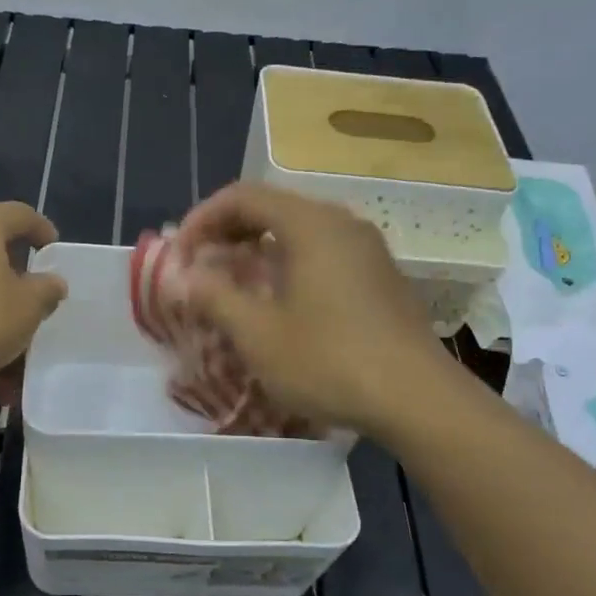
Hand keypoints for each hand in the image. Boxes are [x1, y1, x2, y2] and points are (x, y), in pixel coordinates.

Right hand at [174, 183, 451, 435]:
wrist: (417, 398)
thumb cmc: (329, 361)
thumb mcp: (258, 334)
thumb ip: (214, 297)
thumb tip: (185, 277)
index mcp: (309, 224)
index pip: (242, 197)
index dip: (201, 220)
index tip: (179, 256)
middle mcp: (341, 223)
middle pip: (271, 208)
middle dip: (227, 233)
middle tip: (199, 267)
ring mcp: (366, 249)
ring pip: (298, 231)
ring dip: (256, 250)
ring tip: (232, 284)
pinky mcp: (379, 276)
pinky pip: (322, 252)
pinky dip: (287, 263)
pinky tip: (278, 301)